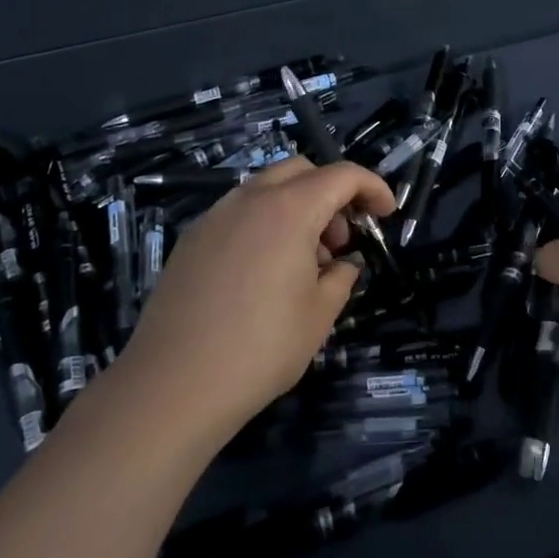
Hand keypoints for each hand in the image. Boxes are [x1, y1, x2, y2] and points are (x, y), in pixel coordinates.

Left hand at [110, 158, 394, 445]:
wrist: (173, 386)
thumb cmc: (261, 349)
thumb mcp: (320, 314)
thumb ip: (341, 277)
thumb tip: (341, 265)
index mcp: (289, 210)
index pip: (342, 175)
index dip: (372, 187)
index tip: (386, 214)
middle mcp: (250, 200)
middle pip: (302, 171)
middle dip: (331, 194)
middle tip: (340, 242)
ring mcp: (214, 217)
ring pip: (267, 189)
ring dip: (297, 208)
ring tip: (303, 264)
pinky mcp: (191, 240)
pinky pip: (239, 213)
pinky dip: (265, 224)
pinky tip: (263, 273)